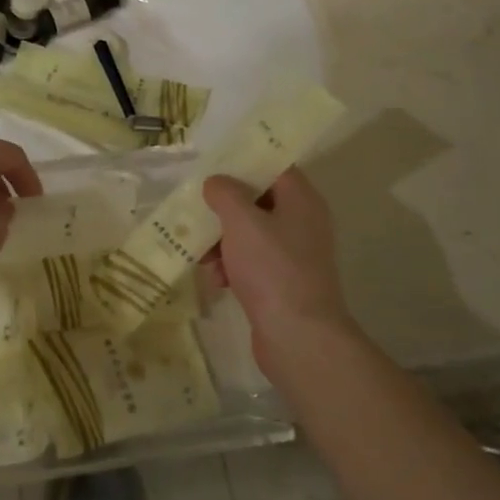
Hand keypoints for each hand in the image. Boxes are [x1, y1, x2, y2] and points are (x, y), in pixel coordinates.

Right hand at [202, 168, 351, 373]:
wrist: (298, 336)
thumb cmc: (272, 269)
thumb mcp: (242, 222)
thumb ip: (225, 193)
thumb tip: (216, 182)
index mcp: (301, 200)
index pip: (273, 166)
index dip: (243, 162)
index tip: (213, 165)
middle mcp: (303, 222)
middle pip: (257, 201)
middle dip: (224, 209)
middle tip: (197, 211)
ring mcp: (294, 255)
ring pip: (250, 234)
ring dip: (222, 241)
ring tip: (202, 257)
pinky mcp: (282, 282)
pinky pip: (251, 262)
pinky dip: (232, 266)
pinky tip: (216, 280)